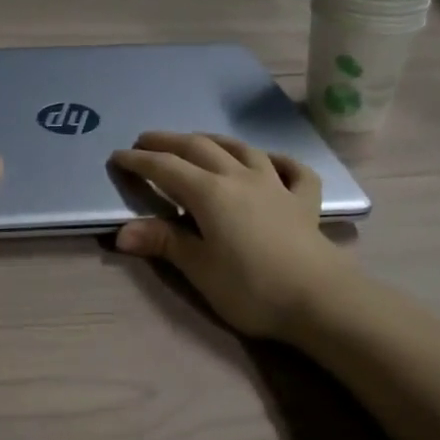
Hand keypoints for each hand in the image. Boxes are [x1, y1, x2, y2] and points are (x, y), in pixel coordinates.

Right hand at [111, 132, 348, 340]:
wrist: (321, 300)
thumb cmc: (251, 287)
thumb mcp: (199, 269)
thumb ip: (163, 242)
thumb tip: (120, 233)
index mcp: (209, 192)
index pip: (165, 168)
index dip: (139, 160)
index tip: (118, 156)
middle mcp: (239, 177)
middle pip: (199, 148)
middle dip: (169, 141)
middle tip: (146, 139)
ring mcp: (275, 185)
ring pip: (241, 149)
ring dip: (214, 140)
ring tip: (198, 140)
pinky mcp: (304, 202)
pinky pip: (293, 170)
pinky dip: (278, 160)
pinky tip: (270, 162)